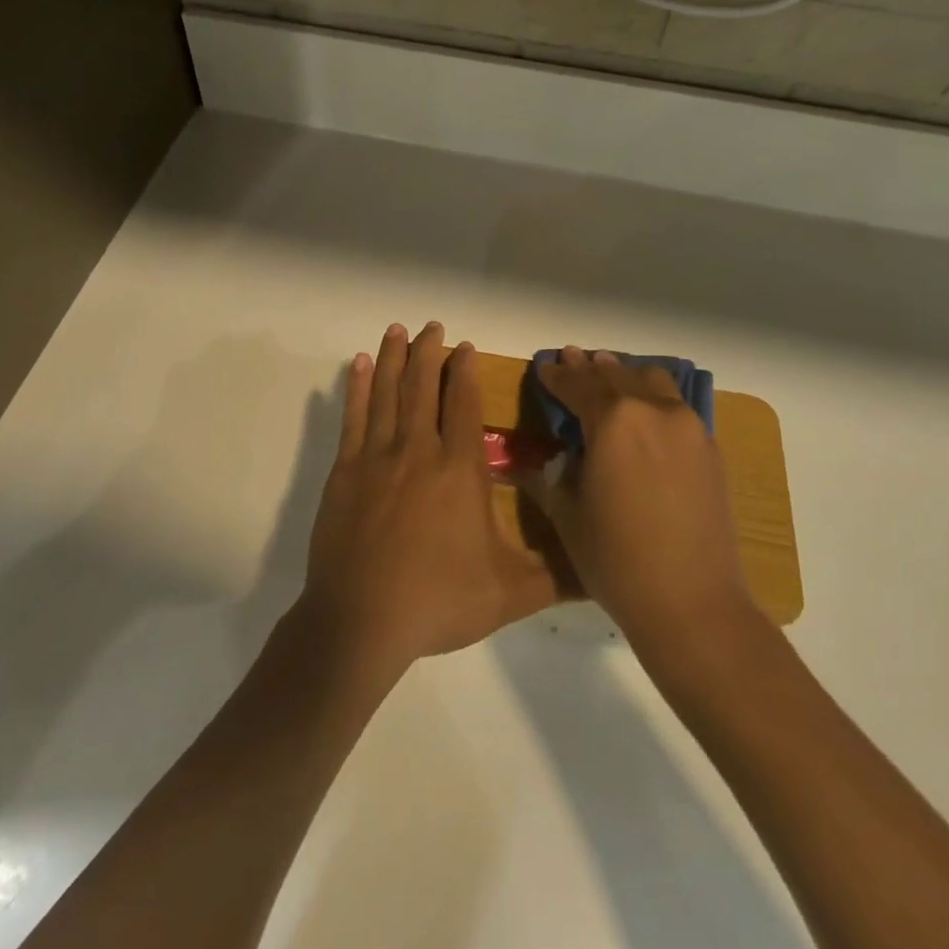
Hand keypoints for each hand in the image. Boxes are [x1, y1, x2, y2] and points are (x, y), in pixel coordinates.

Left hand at [299, 323, 557, 677]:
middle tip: (432, 326)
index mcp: (460, 470)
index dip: (466, 372)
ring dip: (395, 358)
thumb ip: (558, 575)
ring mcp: (377, 457)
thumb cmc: (439, 602)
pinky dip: (357, 387)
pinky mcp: (344, 471)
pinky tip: (359, 365)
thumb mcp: (511, 594)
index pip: (465, 405)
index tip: (465, 347)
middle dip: (430, 353)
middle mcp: (419, 451)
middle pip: (425, 387)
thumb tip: (604, 566)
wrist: (362, 622)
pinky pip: (353, 416)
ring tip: (399, 329)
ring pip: (388, 393)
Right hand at [519, 348, 761, 654]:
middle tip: (572, 359)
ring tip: (609, 375)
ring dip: (625, 375)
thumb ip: (554, 476)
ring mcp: (688, 427)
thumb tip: (549, 460)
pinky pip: (675, 406)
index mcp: (613, 420)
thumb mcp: (568, 515)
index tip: (544, 367)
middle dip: (589, 368)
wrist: (693, 603)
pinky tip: (645, 411)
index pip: (577, 384)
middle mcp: (653, 410)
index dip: (557, 375)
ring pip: (652, 381)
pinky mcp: (709, 449)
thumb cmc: (616, 559)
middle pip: (615, 374)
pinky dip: (653, 398)